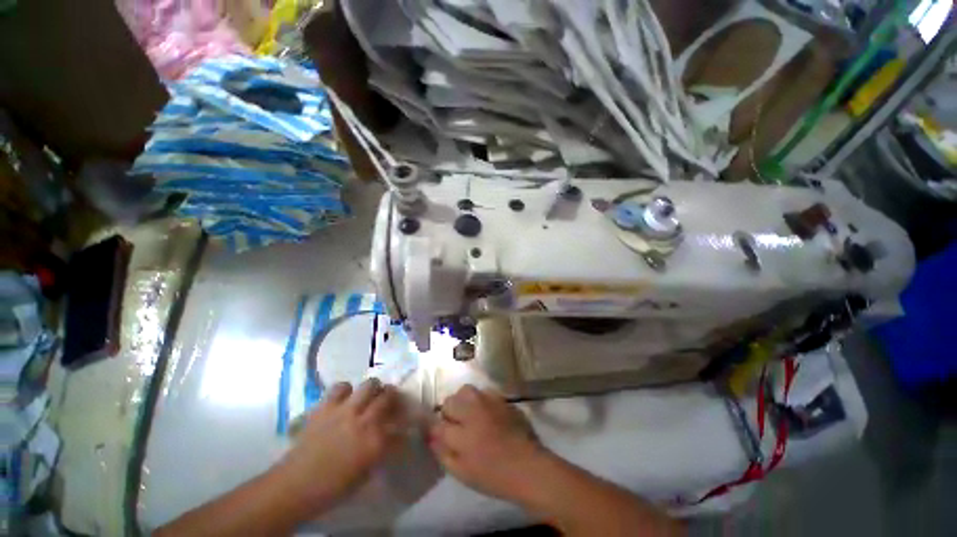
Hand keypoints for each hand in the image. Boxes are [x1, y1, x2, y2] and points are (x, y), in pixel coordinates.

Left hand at [275, 379, 405, 516]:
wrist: (295, 486)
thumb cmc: (332, 487)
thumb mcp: (365, 473)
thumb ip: (381, 451)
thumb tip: (391, 438)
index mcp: (375, 443)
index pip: (400, 426)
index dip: (405, 424)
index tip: (404, 425)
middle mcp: (364, 421)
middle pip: (388, 397)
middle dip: (393, 397)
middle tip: (390, 401)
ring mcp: (345, 411)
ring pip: (369, 385)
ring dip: (373, 389)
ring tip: (370, 395)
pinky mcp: (327, 407)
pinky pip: (341, 387)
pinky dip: (346, 390)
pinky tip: (345, 398)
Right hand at [429, 385, 545, 502]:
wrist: (529, 467)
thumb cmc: (494, 476)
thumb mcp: (463, 473)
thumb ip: (443, 453)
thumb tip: (431, 436)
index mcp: (463, 435)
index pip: (438, 423)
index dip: (435, 428)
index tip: (438, 432)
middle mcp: (474, 413)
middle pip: (450, 401)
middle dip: (449, 412)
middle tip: (456, 425)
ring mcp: (489, 402)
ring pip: (466, 391)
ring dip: (463, 401)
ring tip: (469, 414)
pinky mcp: (502, 399)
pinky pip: (484, 392)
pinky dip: (480, 400)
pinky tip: (486, 412)